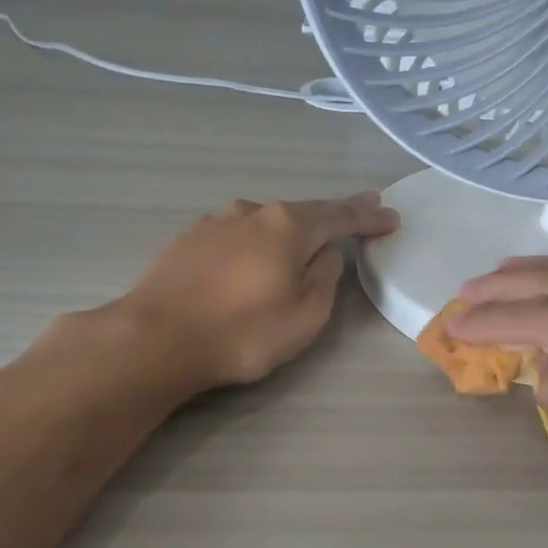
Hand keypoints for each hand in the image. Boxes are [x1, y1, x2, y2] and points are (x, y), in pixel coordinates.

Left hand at [96, 192, 398, 392]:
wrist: (155, 339)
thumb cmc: (242, 332)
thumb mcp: (306, 315)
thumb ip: (325, 278)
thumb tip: (326, 254)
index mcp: (288, 226)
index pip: (340, 217)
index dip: (369, 218)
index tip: (392, 217)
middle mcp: (253, 212)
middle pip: (304, 211)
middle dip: (336, 213)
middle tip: (364, 209)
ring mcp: (217, 222)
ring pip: (268, 220)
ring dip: (293, 227)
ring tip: (309, 234)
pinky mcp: (189, 240)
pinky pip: (239, 234)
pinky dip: (259, 239)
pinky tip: (257, 252)